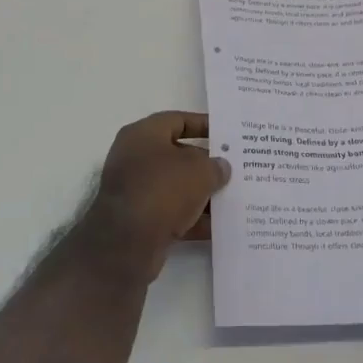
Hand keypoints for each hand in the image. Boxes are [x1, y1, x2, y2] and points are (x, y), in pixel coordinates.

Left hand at [76, 112, 231, 280]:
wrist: (127, 243)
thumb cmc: (163, 189)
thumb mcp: (199, 170)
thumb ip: (215, 165)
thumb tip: (221, 167)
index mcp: (143, 134)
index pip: (177, 120)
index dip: (203, 124)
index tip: (227, 134)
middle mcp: (135, 158)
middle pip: (178, 155)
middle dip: (207, 163)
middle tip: (235, 169)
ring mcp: (136, 190)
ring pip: (176, 187)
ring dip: (202, 193)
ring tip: (233, 198)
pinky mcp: (139, 220)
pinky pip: (172, 213)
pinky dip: (193, 219)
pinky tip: (219, 226)